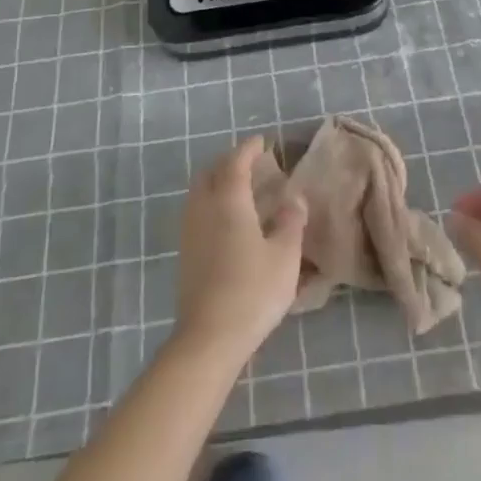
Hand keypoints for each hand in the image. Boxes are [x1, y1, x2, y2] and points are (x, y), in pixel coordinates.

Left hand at [174, 137, 307, 363]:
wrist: (209, 337)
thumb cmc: (252, 290)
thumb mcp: (285, 256)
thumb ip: (291, 222)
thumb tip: (295, 199)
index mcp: (229, 200)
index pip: (236, 161)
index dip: (249, 148)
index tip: (262, 142)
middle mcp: (204, 207)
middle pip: (211, 171)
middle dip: (229, 162)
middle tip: (250, 164)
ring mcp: (190, 230)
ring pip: (200, 191)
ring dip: (217, 181)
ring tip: (239, 189)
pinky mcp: (185, 253)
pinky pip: (196, 211)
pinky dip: (210, 202)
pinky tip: (226, 220)